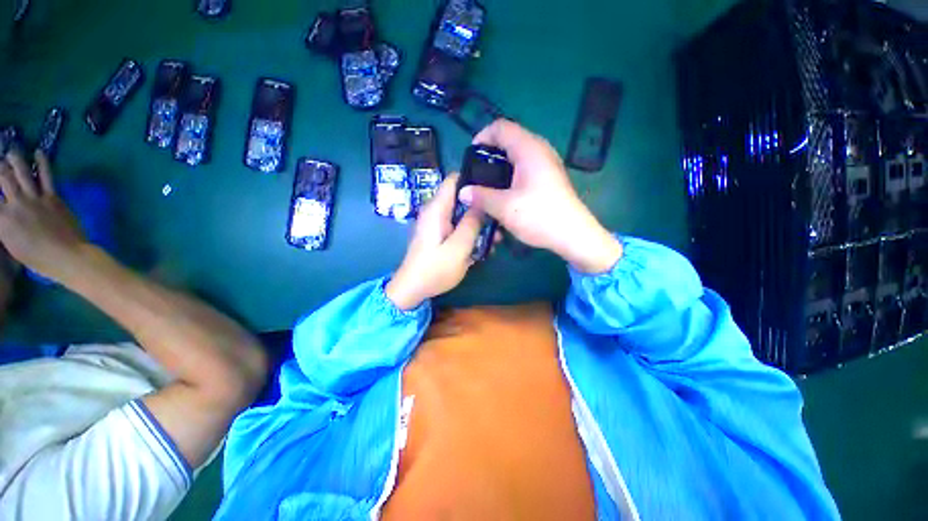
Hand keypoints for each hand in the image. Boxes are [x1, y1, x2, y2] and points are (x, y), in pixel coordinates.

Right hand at [0, 150, 88, 280]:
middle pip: (3, 179)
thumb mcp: (12, 245)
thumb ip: (4, 227)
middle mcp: (16, 204)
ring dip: (15, 160)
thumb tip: (2, 216)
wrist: (67, 256)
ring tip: (10, 151)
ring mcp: (35, 199)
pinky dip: (43, 162)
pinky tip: (39, 152)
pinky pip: (47, 176)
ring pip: (22, 172)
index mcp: (2, 220)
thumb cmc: (37, 258)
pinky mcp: (53, 198)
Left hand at [386, 174, 486, 310]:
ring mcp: (437, 225)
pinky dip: (470, 233)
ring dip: (479, 224)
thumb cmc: (435, 269)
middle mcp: (436, 212)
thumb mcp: (459, 247)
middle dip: (481, 207)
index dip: (474, 178)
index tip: (494, 187)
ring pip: (462, 215)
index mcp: (437, 209)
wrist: (412, 290)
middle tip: (500, 219)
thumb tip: (482, 203)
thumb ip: (472, 223)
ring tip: (496, 238)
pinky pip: (457, 228)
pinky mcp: (439, 236)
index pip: (454, 179)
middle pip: (461, 198)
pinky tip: (484, 247)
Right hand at [460, 120, 622, 273]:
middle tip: (477, 173)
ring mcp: (547, 163)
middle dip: (489, 154)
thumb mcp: (504, 207)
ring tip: (488, 184)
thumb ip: (480, 197)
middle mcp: (539, 150)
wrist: (572, 235)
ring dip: (500, 166)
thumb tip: (463, 192)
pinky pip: (525, 166)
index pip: (501, 127)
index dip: (482, 137)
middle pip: (509, 139)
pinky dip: (511, 174)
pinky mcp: (549, 177)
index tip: (471, 157)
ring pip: (517, 155)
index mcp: (529, 149)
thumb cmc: (539, 216)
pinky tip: (505, 193)